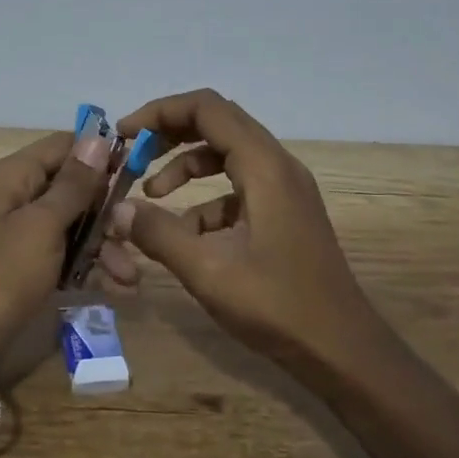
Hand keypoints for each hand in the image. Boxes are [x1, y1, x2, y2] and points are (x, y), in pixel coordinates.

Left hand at [0, 127, 112, 359]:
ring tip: (129, 276)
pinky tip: (115, 287)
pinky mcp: (29, 266)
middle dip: (107, 211)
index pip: (64, 146)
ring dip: (104, 246)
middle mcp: (18, 197)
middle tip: (134, 234)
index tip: (138, 171)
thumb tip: (98, 139)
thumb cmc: (2, 273)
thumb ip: (74, 184)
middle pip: (73, 187)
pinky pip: (66, 254)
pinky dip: (89, 267)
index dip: (100, 154)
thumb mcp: (42, 225)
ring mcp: (23, 233)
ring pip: (74, 224)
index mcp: (14, 176)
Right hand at [97, 89, 381, 365]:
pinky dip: (207, 198)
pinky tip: (188, 236)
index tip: (125, 135)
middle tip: (133, 156)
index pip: (207, 109)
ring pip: (228, 154)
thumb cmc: (278, 306)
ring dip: (187, 166)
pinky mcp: (285, 212)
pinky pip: (239, 186)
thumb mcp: (208, 272)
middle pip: (218, 123)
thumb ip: (158, 234)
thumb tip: (116, 209)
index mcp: (264, 167)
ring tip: (152, 195)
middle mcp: (278, 166)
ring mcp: (285, 189)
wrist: (342, 349)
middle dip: (170, 134)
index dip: (161, 112)